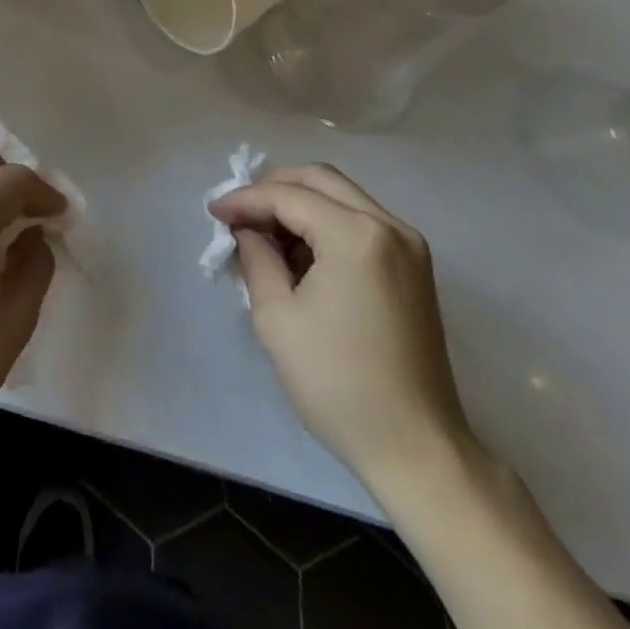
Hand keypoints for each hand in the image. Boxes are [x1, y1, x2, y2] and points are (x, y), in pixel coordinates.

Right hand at [210, 164, 471, 485]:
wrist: (417, 449)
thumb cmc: (338, 383)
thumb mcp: (277, 317)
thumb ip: (256, 257)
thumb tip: (246, 229)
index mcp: (357, 235)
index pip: (288, 196)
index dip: (245, 200)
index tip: (212, 211)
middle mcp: (389, 226)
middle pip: (319, 179)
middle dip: (273, 188)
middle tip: (238, 212)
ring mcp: (409, 245)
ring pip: (342, 196)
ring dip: (299, 203)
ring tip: (263, 232)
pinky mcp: (414, 266)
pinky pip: (360, 220)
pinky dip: (325, 222)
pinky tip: (299, 251)